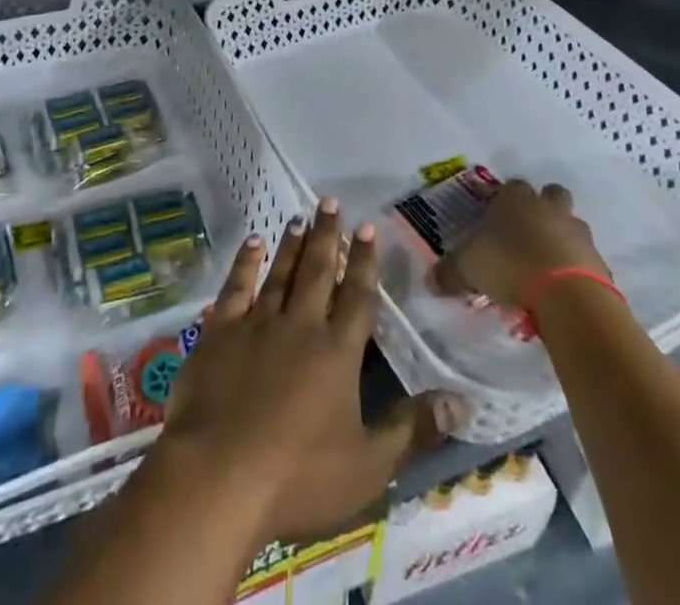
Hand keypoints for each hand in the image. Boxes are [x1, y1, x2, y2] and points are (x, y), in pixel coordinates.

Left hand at [161, 199, 461, 544]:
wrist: (218, 475)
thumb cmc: (299, 477)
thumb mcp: (368, 466)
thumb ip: (412, 430)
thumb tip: (460, 401)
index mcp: (337, 352)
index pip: (357, 296)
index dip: (364, 262)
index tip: (368, 227)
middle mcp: (300, 324)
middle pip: (318, 271)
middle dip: (328, 235)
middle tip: (331, 201)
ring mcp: (257, 323)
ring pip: (280, 272)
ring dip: (292, 244)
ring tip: (299, 216)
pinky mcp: (220, 331)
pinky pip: (236, 286)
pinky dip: (246, 262)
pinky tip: (253, 243)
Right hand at [433, 179, 608, 308]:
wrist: (568, 295)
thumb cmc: (510, 266)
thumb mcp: (468, 269)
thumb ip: (449, 273)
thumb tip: (430, 281)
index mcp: (515, 198)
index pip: (509, 187)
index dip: (502, 202)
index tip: (495, 222)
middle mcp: (547, 207)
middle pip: (550, 195)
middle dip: (542, 209)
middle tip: (527, 235)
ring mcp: (577, 231)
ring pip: (570, 225)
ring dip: (561, 240)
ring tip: (544, 267)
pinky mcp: (598, 261)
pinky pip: (585, 258)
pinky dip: (576, 269)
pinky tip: (561, 289)